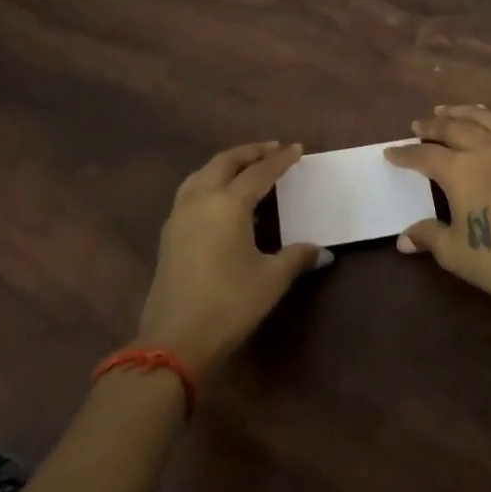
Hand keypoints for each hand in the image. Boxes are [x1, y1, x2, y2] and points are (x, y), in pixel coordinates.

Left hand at [135, 141, 330, 377]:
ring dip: (225, 164)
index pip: (259, 172)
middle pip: (225, 162)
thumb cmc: (229, 304)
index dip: (280, 160)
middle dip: (249, 152)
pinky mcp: (169, 235)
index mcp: (228, 204)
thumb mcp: (271, 280)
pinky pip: (191, 192)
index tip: (297, 149)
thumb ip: (296, 257)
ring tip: (245, 167)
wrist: (174, 342)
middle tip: (271, 149)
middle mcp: (200, 200)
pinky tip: (221, 199)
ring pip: (202, 174)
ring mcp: (179, 217)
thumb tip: (321, 251)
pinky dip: (209, 182)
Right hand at [384, 106, 490, 314]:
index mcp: (460, 171)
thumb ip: (428, 236)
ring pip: (480, 118)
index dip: (405, 153)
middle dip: (431, 126)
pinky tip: (483, 121)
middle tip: (417, 125)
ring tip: (445, 110)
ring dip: (458, 113)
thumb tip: (404, 238)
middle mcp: (483, 150)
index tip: (391, 153)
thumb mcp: (455, 252)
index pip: (424, 155)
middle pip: (451, 128)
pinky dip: (487, 117)